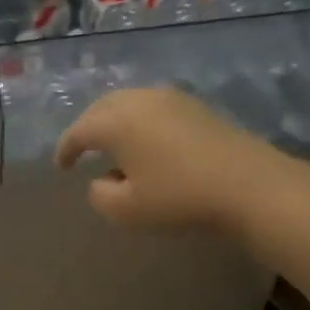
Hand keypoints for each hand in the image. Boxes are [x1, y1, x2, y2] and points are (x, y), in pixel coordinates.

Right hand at [55, 86, 300, 232]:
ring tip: (113, 147)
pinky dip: (138, 122)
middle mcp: (138, 100)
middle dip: (87, 128)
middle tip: (82, 150)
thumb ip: (100, 195)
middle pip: (101, 109)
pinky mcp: (194, 106)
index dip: (65, 150)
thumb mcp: (126, 210)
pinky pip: (151, 108)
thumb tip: (102, 181)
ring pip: (128, 103)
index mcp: (115, 122)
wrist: (248, 185)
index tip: (61, 168)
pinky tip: (146, 144)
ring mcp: (170, 99)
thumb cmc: (179, 198)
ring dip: (114, 122)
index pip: (78, 132)